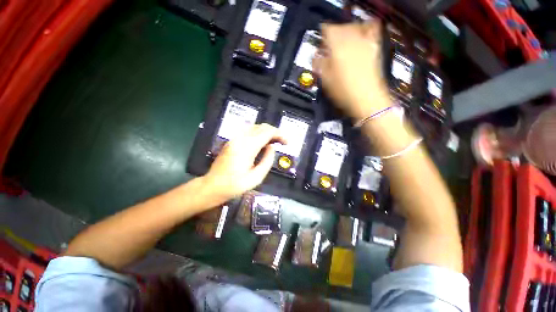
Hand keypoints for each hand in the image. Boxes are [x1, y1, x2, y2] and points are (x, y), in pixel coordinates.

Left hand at [203, 124, 285, 202]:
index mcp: (247, 147)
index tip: (287, 143)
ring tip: (274, 141)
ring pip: (255, 127)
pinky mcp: (232, 141)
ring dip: (267, 131)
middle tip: (282, 142)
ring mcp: (235, 138)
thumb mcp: (256, 177)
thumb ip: (267, 161)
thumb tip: (272, 147)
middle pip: (262, 127)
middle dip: (275, 132)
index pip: (267, 132)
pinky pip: (248, 130)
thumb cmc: (235, 185)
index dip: (280, 135)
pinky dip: (258, 133)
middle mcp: (241, 139)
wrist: (213, 186)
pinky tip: (262, 141)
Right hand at [314, 21, 390, 119]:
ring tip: (342, 42)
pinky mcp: (374, 47)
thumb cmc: (343, 92)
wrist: (366, 99)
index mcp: (336, 46)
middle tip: (329, 46)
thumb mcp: (325, 80)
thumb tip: (316, 56)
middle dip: (333, 34)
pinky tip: (361, 34)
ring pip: (353, 27)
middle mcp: (351, 39)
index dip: (321, 35)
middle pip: (340, 26)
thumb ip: (319, 64)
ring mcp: (364, 42)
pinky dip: (365, 28)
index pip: (326, 30)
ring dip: (345, 32)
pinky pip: (371, 30)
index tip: (320, 43)